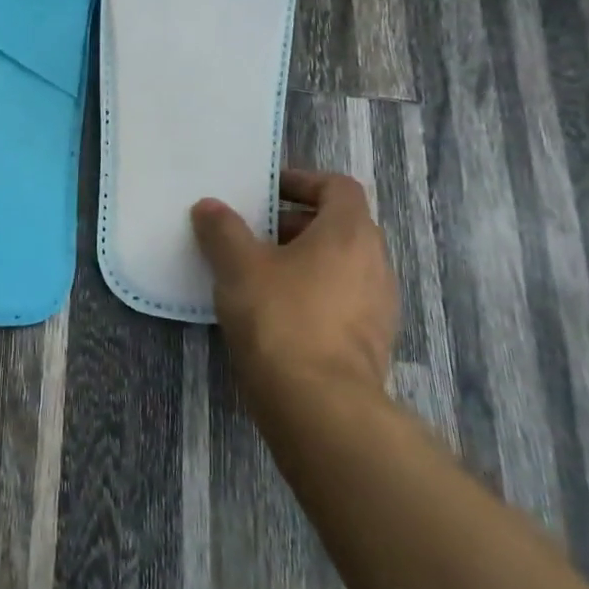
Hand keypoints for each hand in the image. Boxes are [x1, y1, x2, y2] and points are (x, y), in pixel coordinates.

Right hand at [191, 170, 398, 393]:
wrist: (320, 406)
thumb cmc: (280, 318)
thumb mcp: (238, 266)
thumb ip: (222, 230)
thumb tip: (209, 206)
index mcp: (350, 233)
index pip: (337, 187)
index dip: (302, 181)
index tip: (267, 191)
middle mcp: (375, 262)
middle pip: (340, 226)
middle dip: (296, 224)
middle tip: (254, 233)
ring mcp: (380, 305)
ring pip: (342, 265)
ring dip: (305, 261)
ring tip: (260, 274)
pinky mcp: (372, 342)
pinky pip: (343, 300)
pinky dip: (315, 294)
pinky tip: (278, 313)